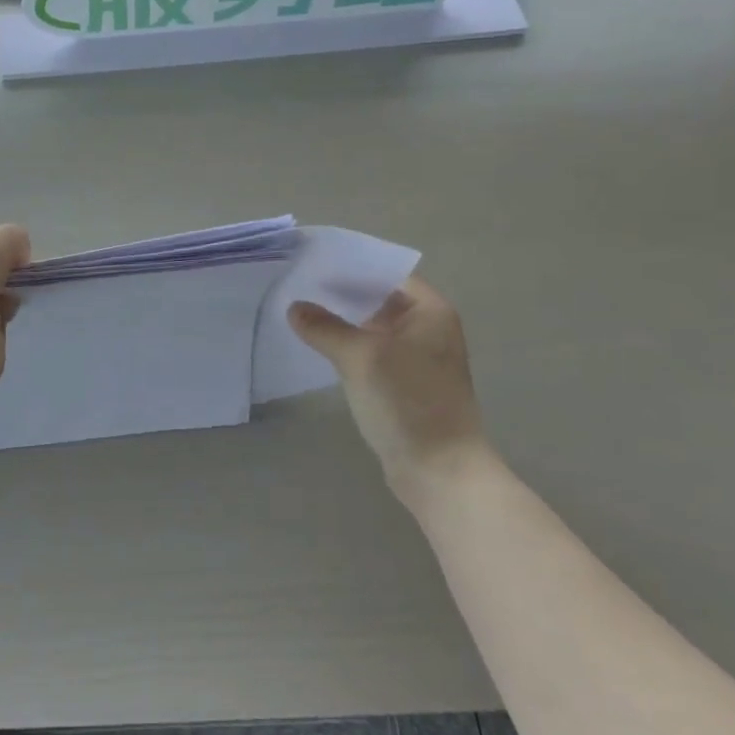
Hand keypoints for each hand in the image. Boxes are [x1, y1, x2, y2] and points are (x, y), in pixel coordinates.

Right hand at [288, 277, 491, 492]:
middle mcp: (429, 329)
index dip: (352, 268)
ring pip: (373, 328)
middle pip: (379, 300)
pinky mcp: (405, 384)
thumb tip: (295, 307)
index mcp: (430, 312)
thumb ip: (324, 327)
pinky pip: (372, 353)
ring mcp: (418, 358)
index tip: (313, 263)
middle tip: (298, 285)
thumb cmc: (407, 401)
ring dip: (343, 323)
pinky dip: (349, 347)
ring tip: (301, 312)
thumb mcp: (360, 357)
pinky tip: (319, 347)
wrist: (439, 471)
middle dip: (341, 295)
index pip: (387, 274)